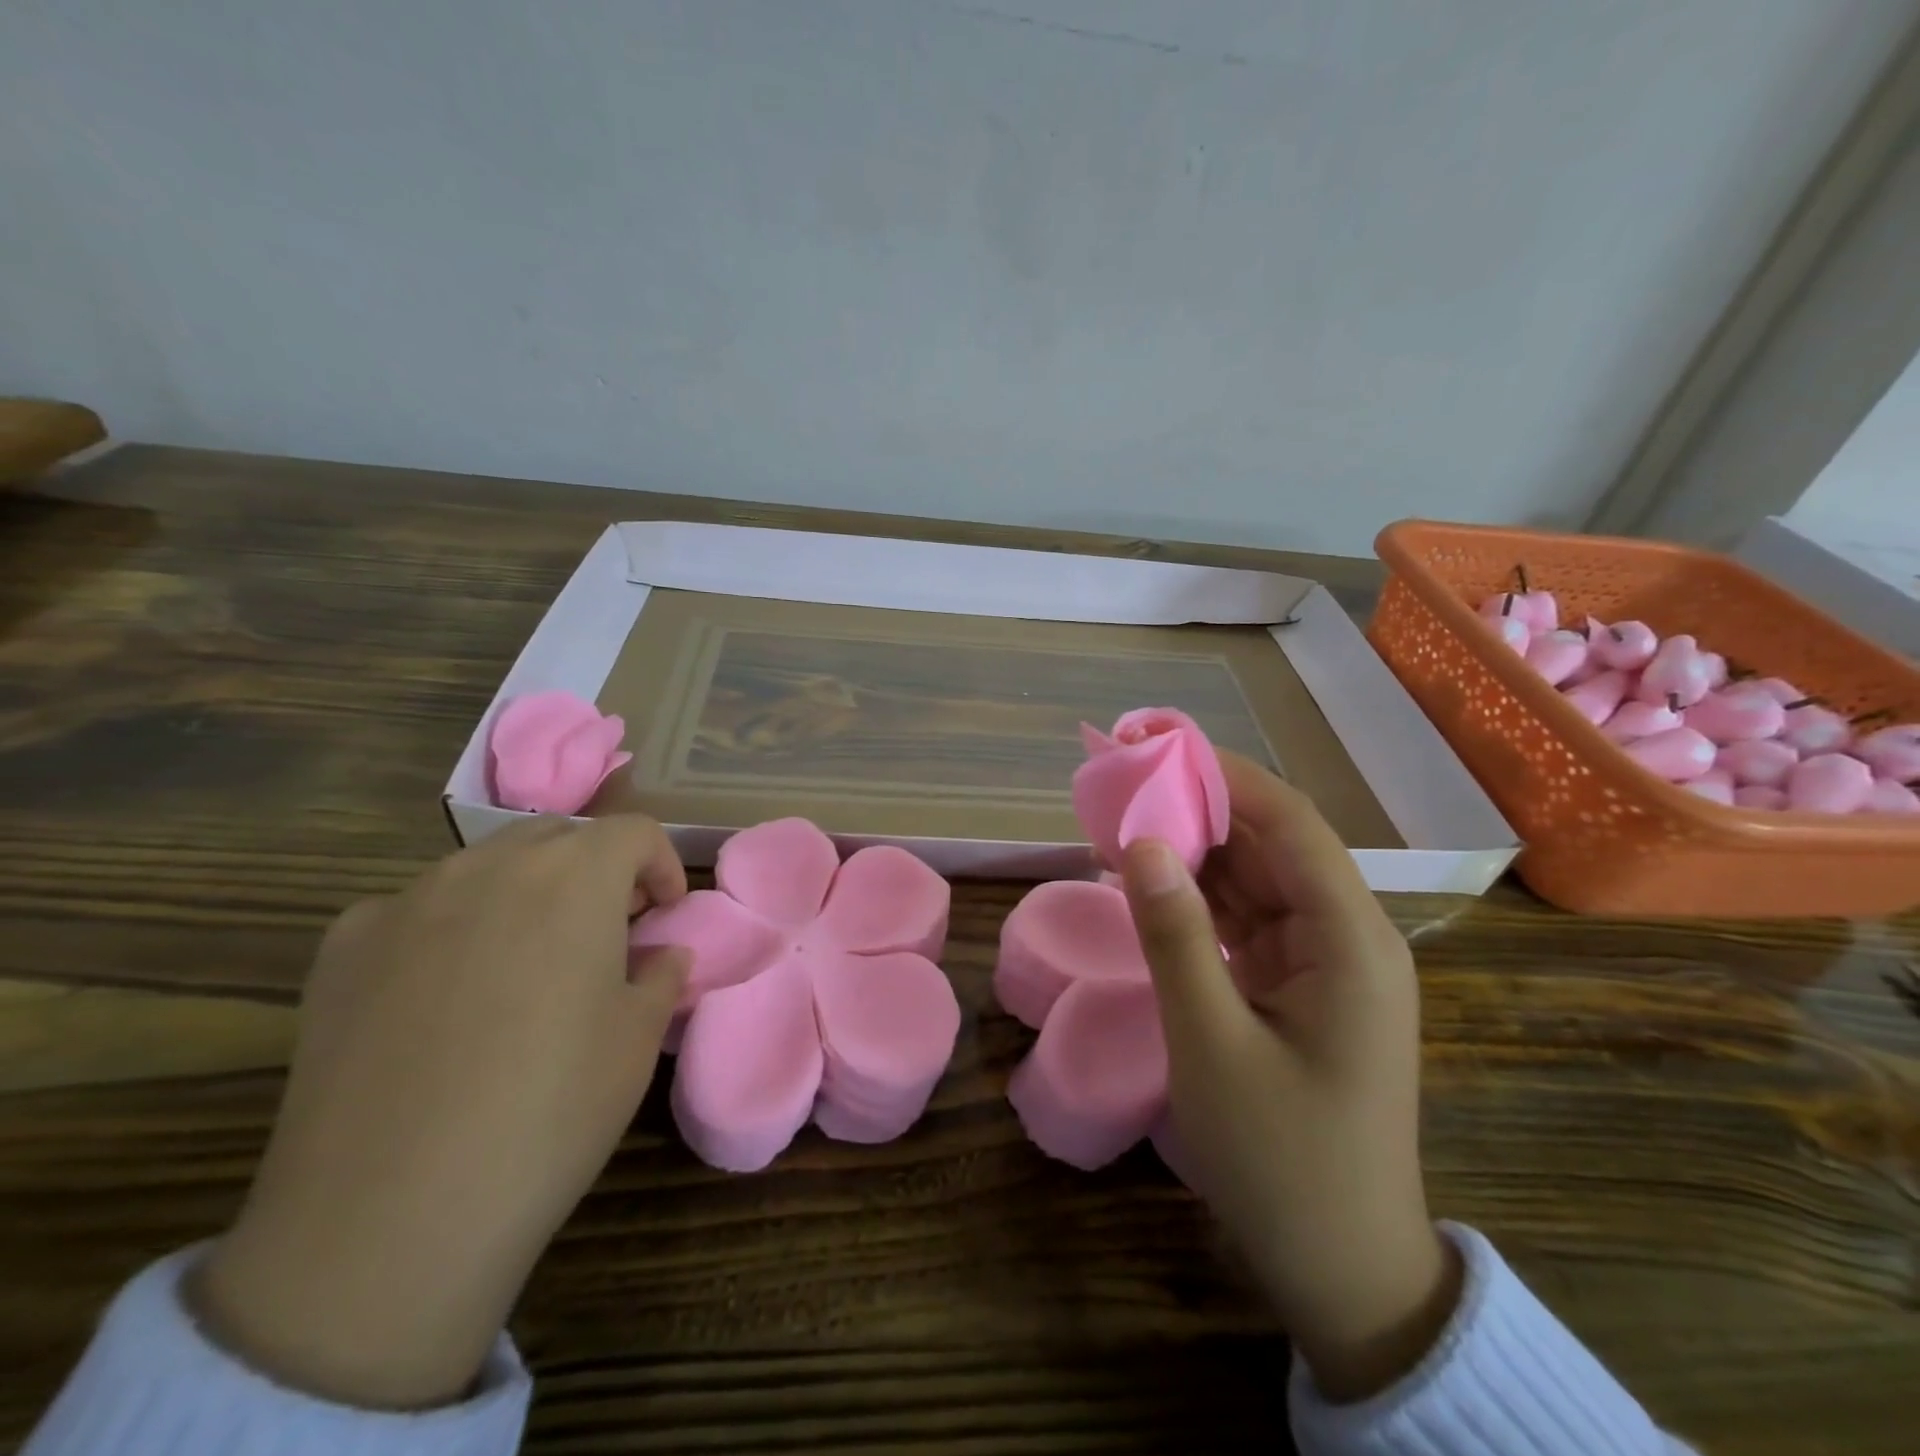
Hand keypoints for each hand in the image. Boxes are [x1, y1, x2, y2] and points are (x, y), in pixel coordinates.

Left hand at [193, 814, 689, 1409]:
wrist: (389, 1217)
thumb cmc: (551, 1111)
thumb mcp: (638, 1040)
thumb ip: (659, 975)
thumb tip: (660, 954)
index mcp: (575, 878)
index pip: (633, 831)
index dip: (661, 863)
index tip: (664, 913)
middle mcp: (490, 867)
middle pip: (557, 837)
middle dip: (593, 870)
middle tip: (604, 931)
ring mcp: (408, 901)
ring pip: (484, 865)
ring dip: (523, 892)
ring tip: (525, 960)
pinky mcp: (342, 947)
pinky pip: (414, 908)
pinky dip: (447, 926)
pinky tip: (441, 990)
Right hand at [1118, 754, 1460, 1401]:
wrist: (1341, 1269)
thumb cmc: (1281, 1159)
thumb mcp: (1211, 1043)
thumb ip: (1175, 935)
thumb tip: (1141, 843)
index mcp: (1349, 940)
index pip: (1290, 824)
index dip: (1225, 775)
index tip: (1156, 744)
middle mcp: (1347, 935)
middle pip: (1273, 844)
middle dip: (1202, 808)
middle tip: (1125, 782)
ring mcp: (1324, 961)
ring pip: (1257, 879)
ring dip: (1197, 851)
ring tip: (1125, 821)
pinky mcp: (1300, 985)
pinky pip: (1248, 918)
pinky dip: (1202, 898)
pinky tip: (1153, 882)